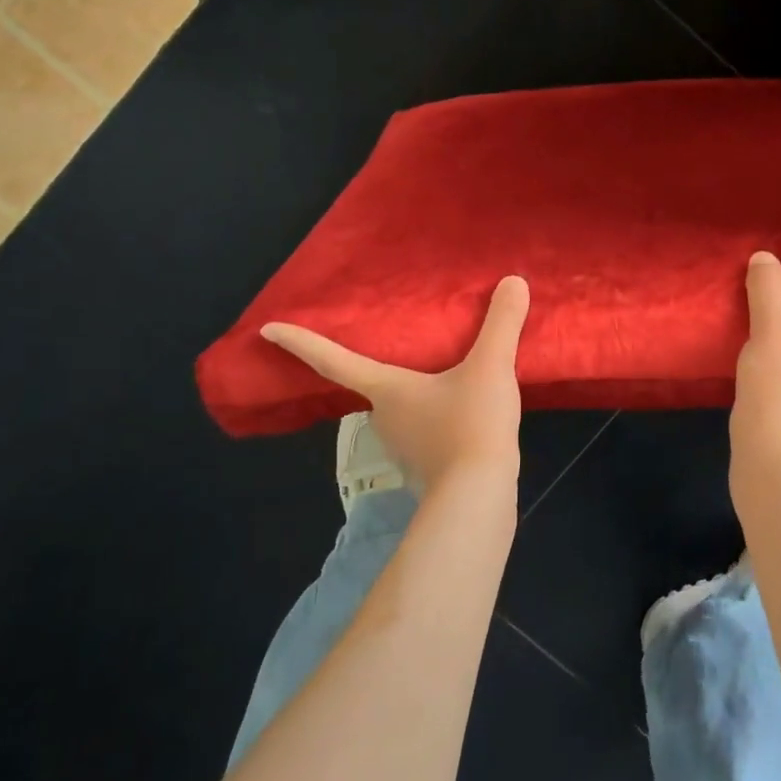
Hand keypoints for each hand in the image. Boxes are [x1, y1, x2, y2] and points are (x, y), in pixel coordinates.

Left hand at [261, 275, 529, 494]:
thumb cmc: (470, 426)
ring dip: (413, 395)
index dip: (301, 342)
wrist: (478, 499)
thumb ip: (501, 324)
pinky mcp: (426, 468)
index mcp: (387, 389)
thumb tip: (514, 280)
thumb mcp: (491, 367)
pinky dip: (436, 418)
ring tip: (441, 375)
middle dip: (377, 367)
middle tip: (390, 345)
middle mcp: (384, 418)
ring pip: (401, 411)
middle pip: (372, 386)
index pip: (333, 360)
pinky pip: (425, 432)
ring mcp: (403, 448)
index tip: (267, 329)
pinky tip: (462, 413)